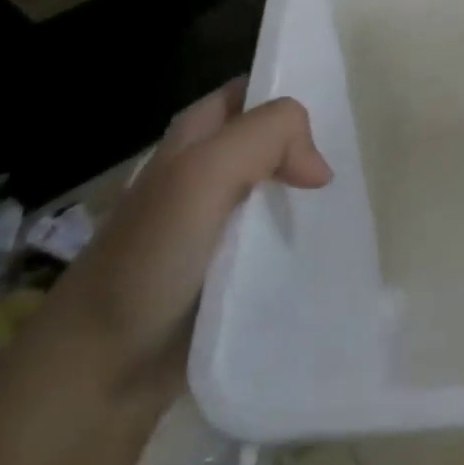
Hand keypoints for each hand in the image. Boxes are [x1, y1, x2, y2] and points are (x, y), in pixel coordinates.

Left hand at [5, 83, 331, 417]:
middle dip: (315, 143)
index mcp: (194, 138)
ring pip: (282, 190)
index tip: (345, 106)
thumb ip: (265, 138)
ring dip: (315, 194)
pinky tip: (338, 243)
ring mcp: (221, 225)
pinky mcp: (233, 271)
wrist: (99, 374)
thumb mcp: (201, 175)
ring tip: (362, 199)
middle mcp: (207, 173)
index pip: (253, 92)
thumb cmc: (146, 260)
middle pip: (274, 141)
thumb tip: (320, 168)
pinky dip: (308, 236)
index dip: (292, 90)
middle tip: (364, 157)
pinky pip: (282, 239)